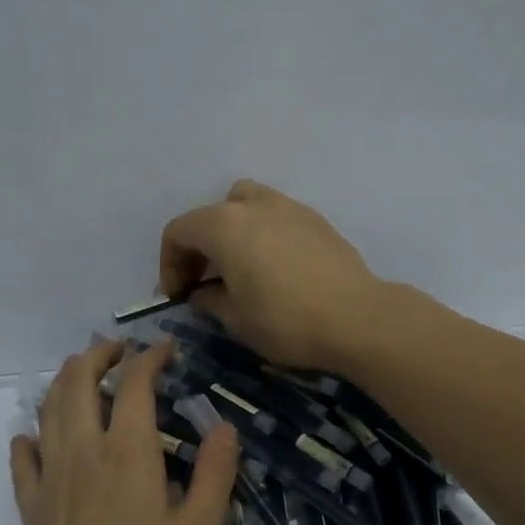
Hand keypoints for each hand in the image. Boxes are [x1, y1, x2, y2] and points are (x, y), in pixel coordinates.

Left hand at [7, 339, 238, 524]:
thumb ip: (215, 474)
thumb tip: (225, 427)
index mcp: (128, 453)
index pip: (136, 384)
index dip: (150, 358)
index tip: (166, 349)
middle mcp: (84, 451)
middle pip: (79, 382)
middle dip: (99, 355)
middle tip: (119, 349)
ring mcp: (51, 477)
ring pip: (49, 409)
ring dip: (65, 381)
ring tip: (81, 373)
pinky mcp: (31, 506)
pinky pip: (23, 459)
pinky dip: (30, 437)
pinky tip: (33, 436)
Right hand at [158, 180, 383, 369]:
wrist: (356, 317)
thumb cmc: (285, 320)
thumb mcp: (235, 318)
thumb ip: (209, 299)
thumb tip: (201, 292)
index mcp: (223, 224)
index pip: (178, 232)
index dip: (169, 264)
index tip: (179, 296)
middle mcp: (253, 204)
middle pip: (210, 215)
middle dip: (199, 247)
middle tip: (203, 283)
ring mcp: (288, 206)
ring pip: (245, 204)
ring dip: (232, 231)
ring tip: (239, 266)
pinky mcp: (315, 219)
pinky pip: (276, 216)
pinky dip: (263, 234)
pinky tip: (274, 267)